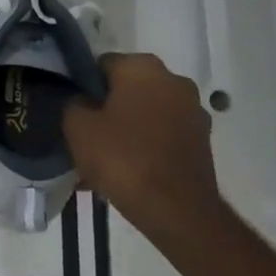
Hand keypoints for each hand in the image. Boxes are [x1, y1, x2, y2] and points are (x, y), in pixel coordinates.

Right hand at [63, 53, 221, 234]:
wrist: (177, 210)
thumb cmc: (122, 158)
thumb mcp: (77, 127)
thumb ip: (73, 103)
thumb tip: (81, 101)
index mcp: (143, 67)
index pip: (102, 65)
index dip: (83, 87)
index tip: (73, 112)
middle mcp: (174, 80)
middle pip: (127, 89)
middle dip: (107, 109)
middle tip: (87, 137)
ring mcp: (193, 111)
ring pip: (145, 114)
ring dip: (127, 129)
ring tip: (105, 160)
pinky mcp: (202, 140)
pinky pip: (162, 135)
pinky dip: (145, 146)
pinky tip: (128, 171)